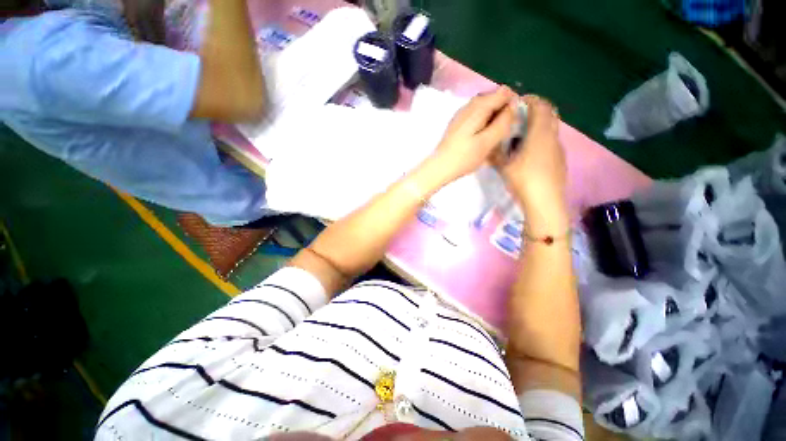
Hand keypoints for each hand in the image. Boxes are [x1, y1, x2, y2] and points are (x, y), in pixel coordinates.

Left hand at [429, 86, 517, 183]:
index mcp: (479, 107)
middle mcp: (470, 105)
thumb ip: (503, 122)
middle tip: (502, 134)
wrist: (439, 167)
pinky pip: (477, 117)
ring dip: (493, 120)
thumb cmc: (463, 158)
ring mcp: (462, 114)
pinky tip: (481, 140)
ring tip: (491, 139)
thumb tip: (515, 104)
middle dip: (503, 113)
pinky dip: (483, 124)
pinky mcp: (458, 123)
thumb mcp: (487, 142)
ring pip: (486, 109)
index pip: (505, 92)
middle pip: (495, 99)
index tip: (512, 123)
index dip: (512, 105)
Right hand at [493, 95, 568, 227]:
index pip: (541, 106)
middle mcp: (552, 136)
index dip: (530, 100)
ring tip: (521, 135)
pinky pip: (551, 141)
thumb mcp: (504, 166)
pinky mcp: (560, 158)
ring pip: (551, 128)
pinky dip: (541, 138)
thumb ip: (496, 153)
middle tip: (518, 117)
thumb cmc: (524, 180)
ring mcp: (558, 148)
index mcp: (540, 134)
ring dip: (538, 125)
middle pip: (549, 114)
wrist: (545, 201)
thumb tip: (488, 146)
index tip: (517, 102)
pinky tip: (529, 153)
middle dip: (535, 110)